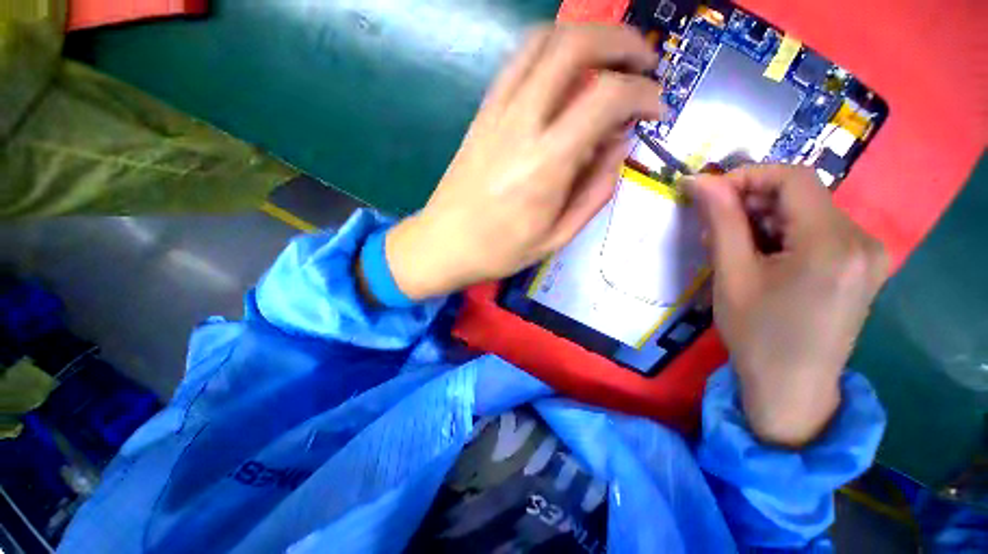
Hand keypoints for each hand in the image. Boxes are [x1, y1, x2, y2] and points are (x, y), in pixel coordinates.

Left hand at [382, 25, 664, 299]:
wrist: (443, 244)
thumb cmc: (499, 250)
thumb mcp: (557, 237)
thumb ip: (595, 190)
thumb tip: (619, 145)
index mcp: (545, 165)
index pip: (607, 97)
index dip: (643, 93)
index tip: (656, 109)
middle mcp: (520, 124)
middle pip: (574, 44)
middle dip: (621, 41)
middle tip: (642, 64)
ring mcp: (495, 113)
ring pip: (543, 41)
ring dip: (584, 38)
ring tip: (606, 62)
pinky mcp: (481, 114)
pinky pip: (518, 63)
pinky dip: (551, 54)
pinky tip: (565, 78)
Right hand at [687, 165, 888, 446]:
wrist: (792, 388)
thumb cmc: (756, 335)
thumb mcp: (731, 275)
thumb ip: (720, 221)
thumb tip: (699, 180)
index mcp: (832, 244)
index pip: (793, 179)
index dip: (748, 177)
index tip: (710, 195)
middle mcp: (863, 240)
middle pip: (802, 196)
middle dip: (752, 203)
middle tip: (714, 229)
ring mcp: (869, 254)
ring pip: (808, 213)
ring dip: (765, 221)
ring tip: (733, 248)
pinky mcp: (863, 266)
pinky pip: (819, 232)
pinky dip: (784, 234)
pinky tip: (762, 257)